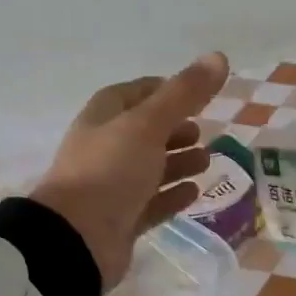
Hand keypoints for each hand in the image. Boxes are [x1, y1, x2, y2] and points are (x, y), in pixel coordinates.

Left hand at [32, 53, 229, 288]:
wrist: (76, 240)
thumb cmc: (110, 170)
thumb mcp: (149, 124)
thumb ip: (185, 93)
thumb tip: (219, 56)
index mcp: (103, 117)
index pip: (135, 93)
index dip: (164, 90)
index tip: (196, 94)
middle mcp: (104, 148)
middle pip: (144, 131)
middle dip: (175, 129)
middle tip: (204, 130)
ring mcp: (111, 186)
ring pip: (150, 167)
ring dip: (177, 161)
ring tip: (207, 161)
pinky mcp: (120, 220)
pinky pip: (151, 202)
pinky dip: (172, 195)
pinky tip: (195, 192)